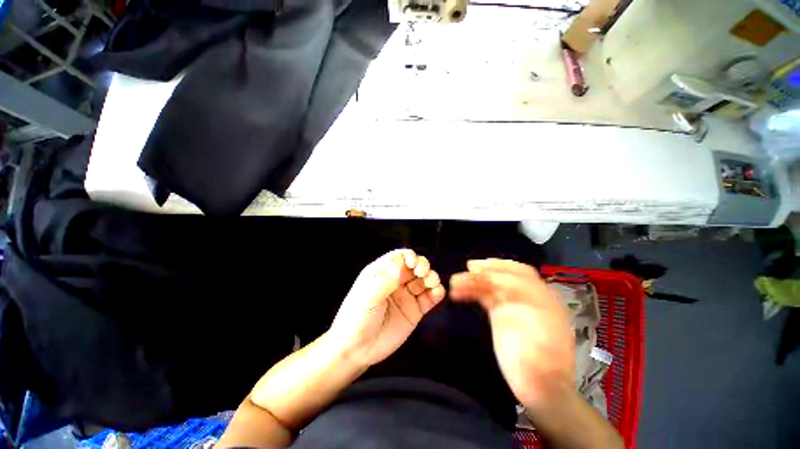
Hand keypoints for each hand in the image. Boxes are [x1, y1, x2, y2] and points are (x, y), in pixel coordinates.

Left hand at [328, 249, 445, 366]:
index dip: (409, 256)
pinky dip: (437, 293)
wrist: (356, 350)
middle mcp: (395, 282)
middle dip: (422, 265)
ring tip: (431, 282)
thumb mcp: (368, 296)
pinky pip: (429, 298)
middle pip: (414, 267)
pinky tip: (437, 293)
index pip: (399, 257)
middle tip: (423, 272)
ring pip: (424, 280)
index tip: (413, 263)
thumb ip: (386, 279)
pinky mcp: (414, 311)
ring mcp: (406, 296)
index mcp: (382, 273)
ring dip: (432, 277)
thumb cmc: (356, 318)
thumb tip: (402, 263)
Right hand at [450, 259, 574, 411]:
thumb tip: (499, 288)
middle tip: (470, 267)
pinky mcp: (501, 314)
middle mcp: (528, 297)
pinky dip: (473, 292)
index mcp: (543, 299)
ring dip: (475, 281)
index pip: (521, 274)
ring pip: (493, 286)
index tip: (483, 269)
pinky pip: (486, 297)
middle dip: (488, 269)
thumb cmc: (540, 366)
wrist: (538, 387)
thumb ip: (521, 310)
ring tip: (456, 281)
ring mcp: (513, 305)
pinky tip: (460, 293)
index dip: (500, 269)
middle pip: (507, 274)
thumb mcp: (534, 331)